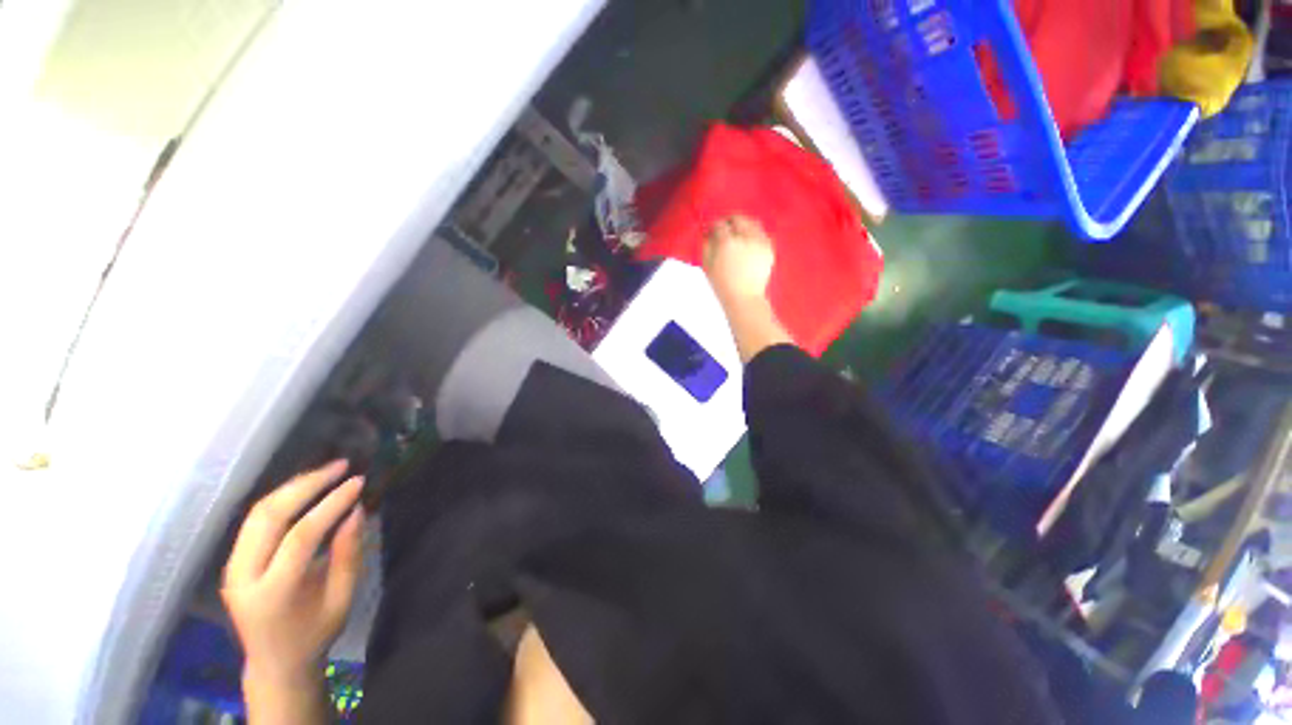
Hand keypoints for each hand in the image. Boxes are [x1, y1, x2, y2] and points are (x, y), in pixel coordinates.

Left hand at [222, 460, 364, 686]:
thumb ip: (349, 555)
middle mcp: (242, 576)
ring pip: (257, 513)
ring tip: (326, 471)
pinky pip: (255, 520)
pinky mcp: (233, 561)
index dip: (331, 505)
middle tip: (341, 466)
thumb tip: (356, 511)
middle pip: (269, 516)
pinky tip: (305, 488)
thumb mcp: (342, 599)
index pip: (300, 537)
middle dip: (307, 485)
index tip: (358, 482)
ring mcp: (232, 568)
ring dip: (292, 486)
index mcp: (272, 593)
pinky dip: (282, 499)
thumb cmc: (315, 633)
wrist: (274, 662)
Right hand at [703, 215, 775, 302]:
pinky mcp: (769, 248)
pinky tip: (748, 244)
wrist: (744, 298)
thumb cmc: (722, 284)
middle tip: (724, 228)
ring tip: (738, 234)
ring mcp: (760, 243)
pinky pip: (762, 233)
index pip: (719, 224)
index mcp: (727, 243)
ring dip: (743, 225)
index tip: (711, 229)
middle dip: (729, 221)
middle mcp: (745, 239)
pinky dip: (754, 234)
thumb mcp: (707, 265)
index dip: (713, 225)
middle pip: (738, 219)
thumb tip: (707, 231)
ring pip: (752, 223)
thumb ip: (706, 244)